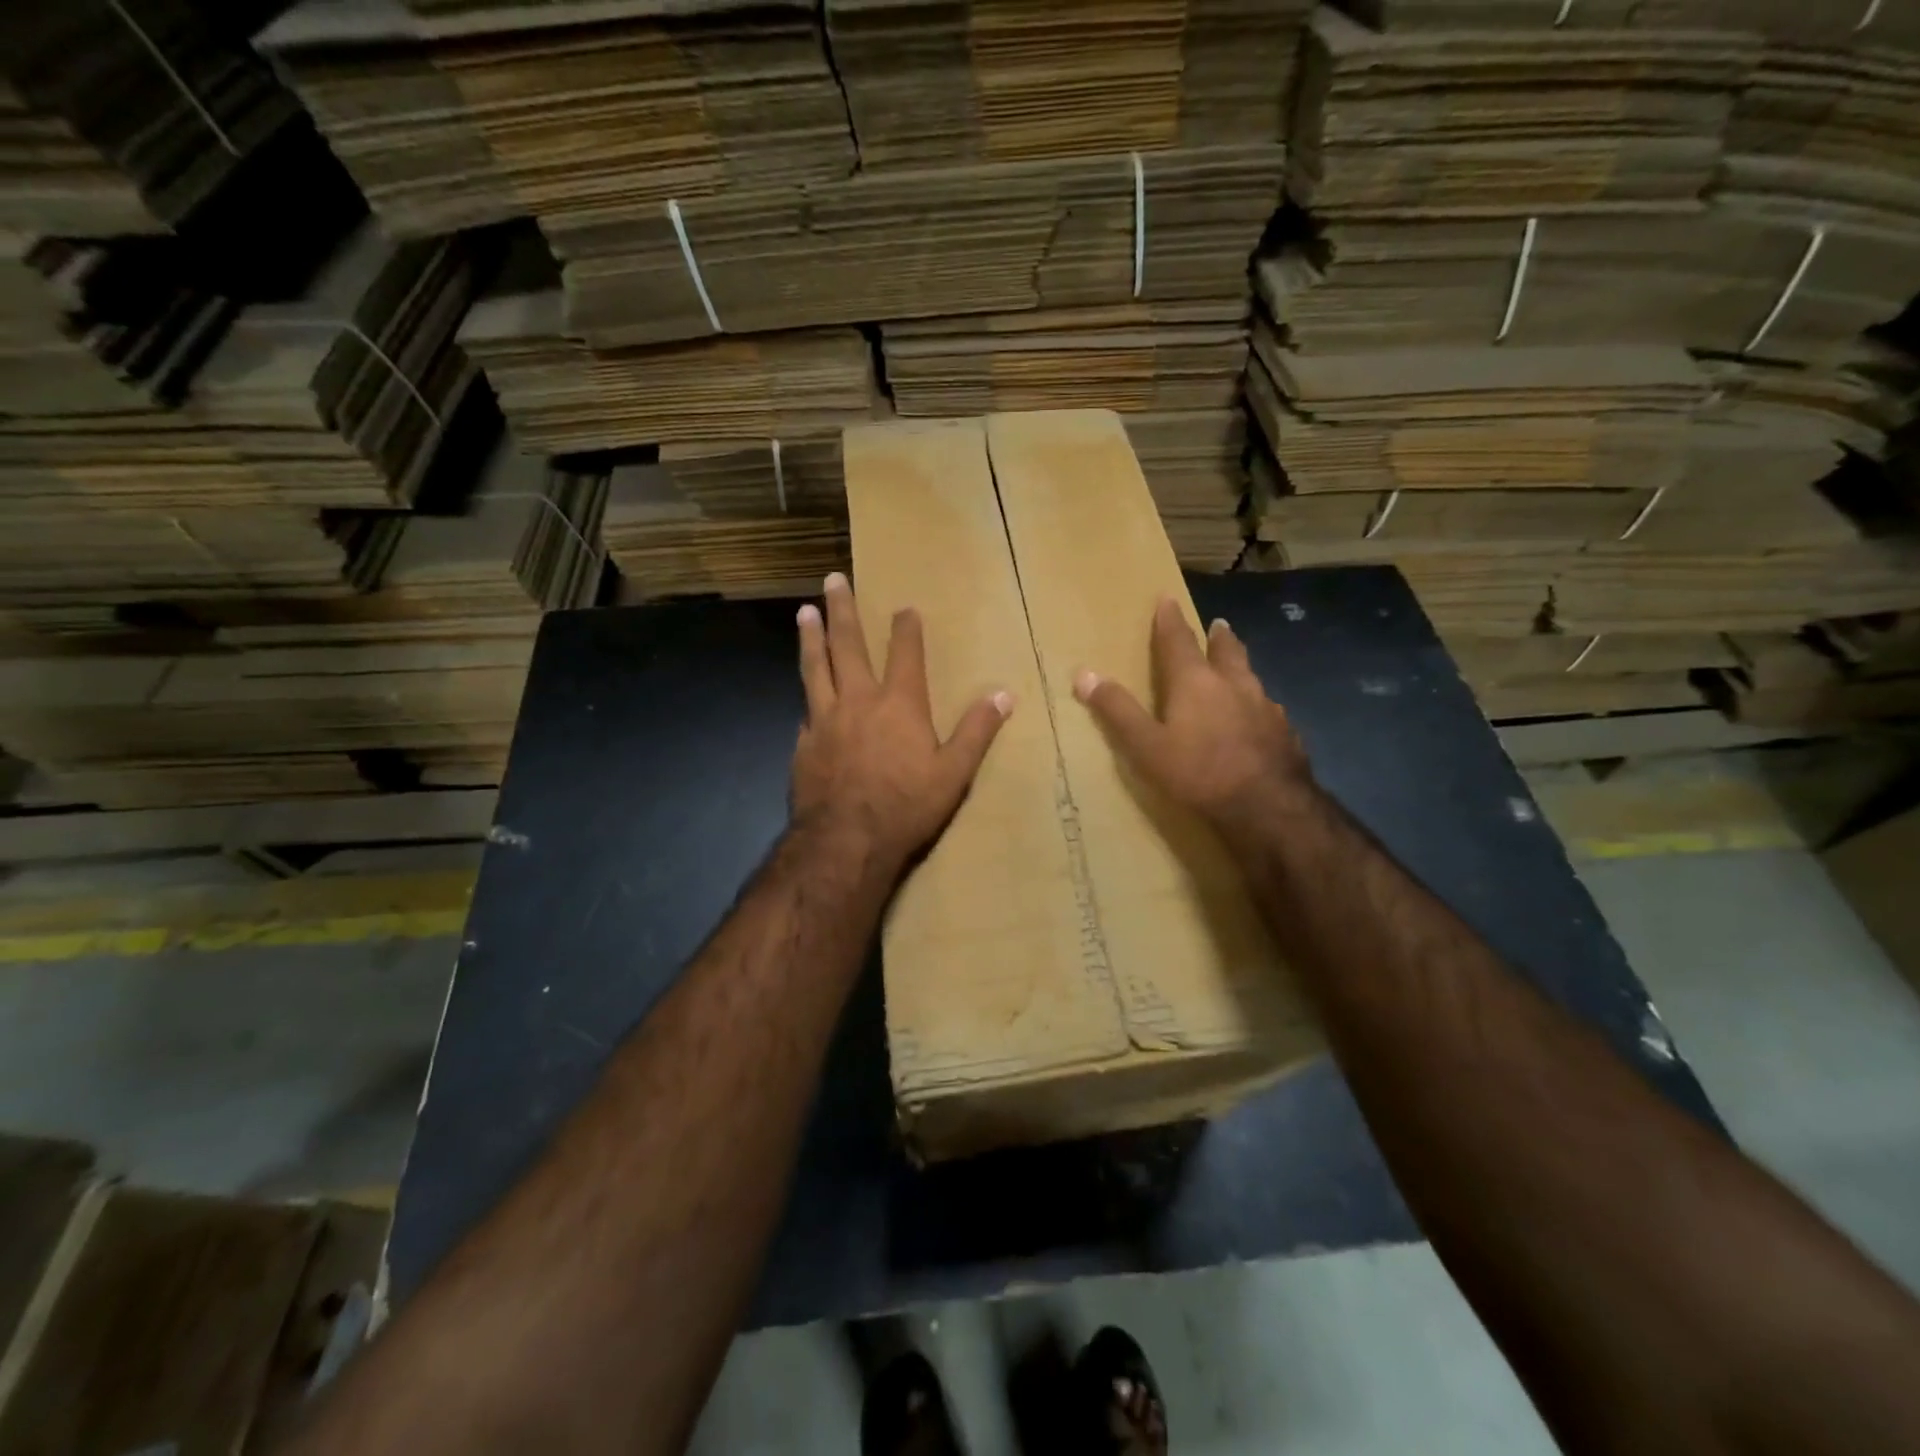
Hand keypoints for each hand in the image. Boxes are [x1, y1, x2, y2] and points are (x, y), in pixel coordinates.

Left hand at [791, 572, 1012, 873]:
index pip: (904, 653)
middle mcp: (858, 701)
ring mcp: (824, 720)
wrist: (846, 841)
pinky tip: (804, 695)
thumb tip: (1003, 695)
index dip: (906, 628)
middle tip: (833, 579)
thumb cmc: (906, 806)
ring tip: (804, 612)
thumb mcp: (954, 773)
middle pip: (847, 645)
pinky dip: (807, 696)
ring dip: (811, 638)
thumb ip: (976, 731)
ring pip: (815, 668)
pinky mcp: (803, 744)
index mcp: (899, 703)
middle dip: (842, 610)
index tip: (904, 607)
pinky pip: (806, 710)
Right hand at [1073, 597, 1312, 839]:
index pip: (1178, 641)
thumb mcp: (1146, 745)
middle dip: (1218, 637)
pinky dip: (1256, 704)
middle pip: (1226, 651)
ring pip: (1251, 677)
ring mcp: (1265, 707)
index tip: (1167, 599)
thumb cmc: (1199, 772)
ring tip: (1237, 669)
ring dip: (1240, 668)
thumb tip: (1083, 674)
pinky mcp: (1285, 732)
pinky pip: (1267, 708)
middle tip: (1218, 624)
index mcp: (1195, 682)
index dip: (1170, 620)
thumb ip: (1117, 710)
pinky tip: (1258, 718)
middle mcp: (1233, 685)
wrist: (1269, 806)